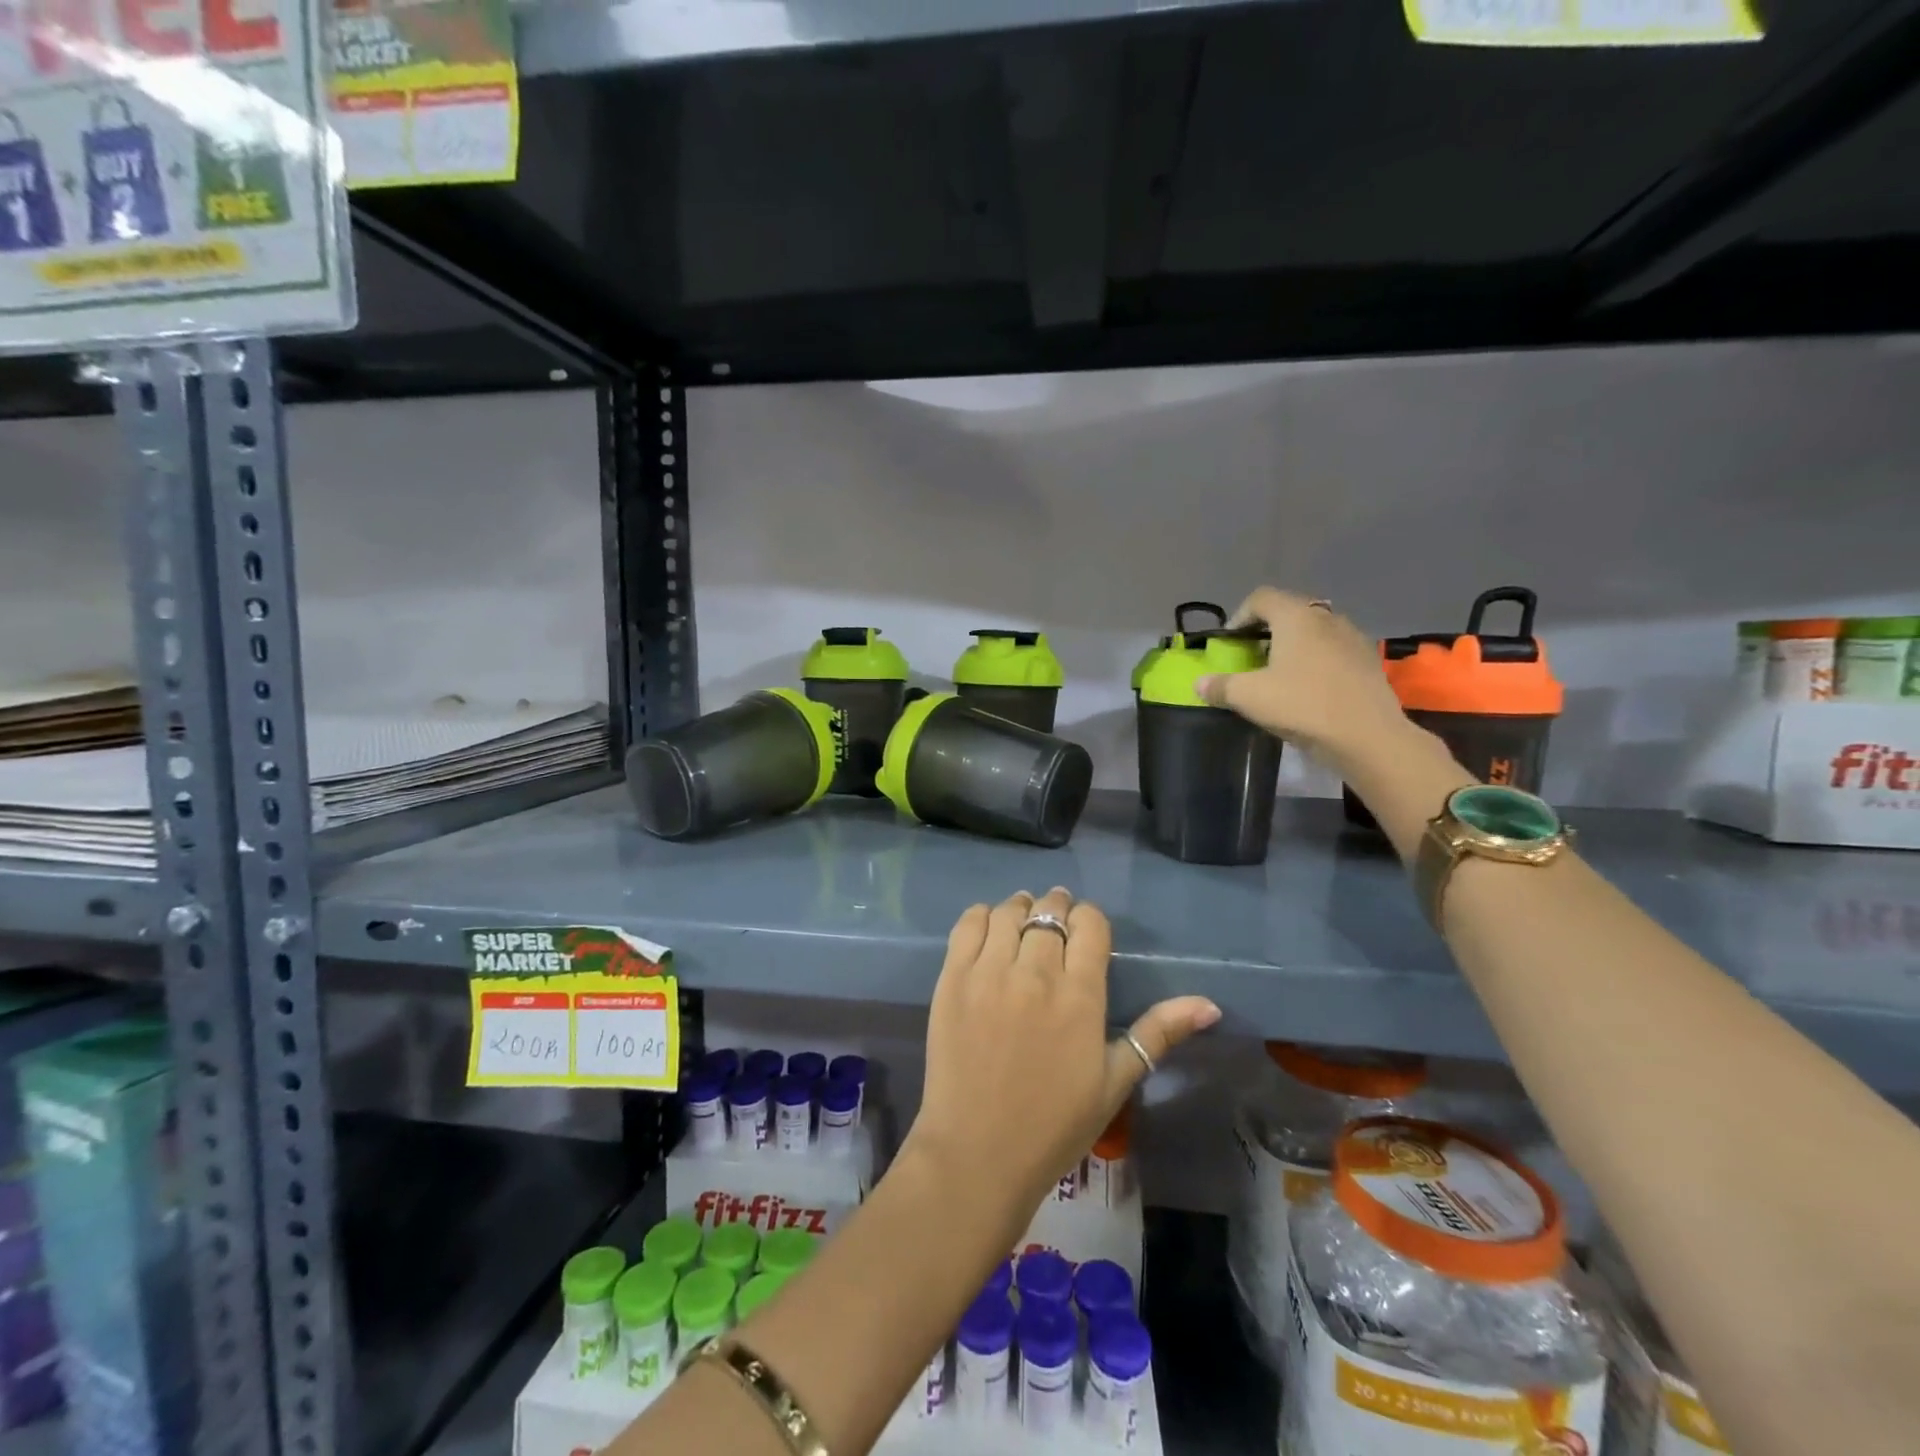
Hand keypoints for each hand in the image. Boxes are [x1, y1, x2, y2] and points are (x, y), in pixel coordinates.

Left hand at [905, 888, 1219, 1217]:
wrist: (978, 1152)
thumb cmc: (1055, 1124)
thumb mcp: (1115, 1081)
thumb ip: (1158, 1033)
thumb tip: (1210, 1004)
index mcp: (1080, 995)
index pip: (1089, 924)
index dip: (1090, 919)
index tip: (1086, 930)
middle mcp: (1035, 972)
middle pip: (1049, 912)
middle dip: (1057, 908)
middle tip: (1056, 921)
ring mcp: (988, 972)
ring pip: (1008, 912)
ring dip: (1021, 908)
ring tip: (1024, 921)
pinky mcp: (952, 978)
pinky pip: (967, 925)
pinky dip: (982, 917)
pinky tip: (990, 930)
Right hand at [1195, 586, 1410, 771]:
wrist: (1368, 736)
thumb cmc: (1303, 705)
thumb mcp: (1249, 698)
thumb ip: (1220, 686)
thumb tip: (1199, 684)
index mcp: (1296, 617)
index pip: (1261, 598)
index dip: (1239, 616)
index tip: (1230, 643)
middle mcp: (1326, 618)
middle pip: (1289, 611)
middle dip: (1266, 630)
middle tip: (1251, 657)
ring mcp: (1352, 637)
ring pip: (1314, 631)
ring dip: (1293, 645)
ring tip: (1280, 673)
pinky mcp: (1368, 660)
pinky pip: (1334, 650)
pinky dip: (1316, 660)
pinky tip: (1309, 688)